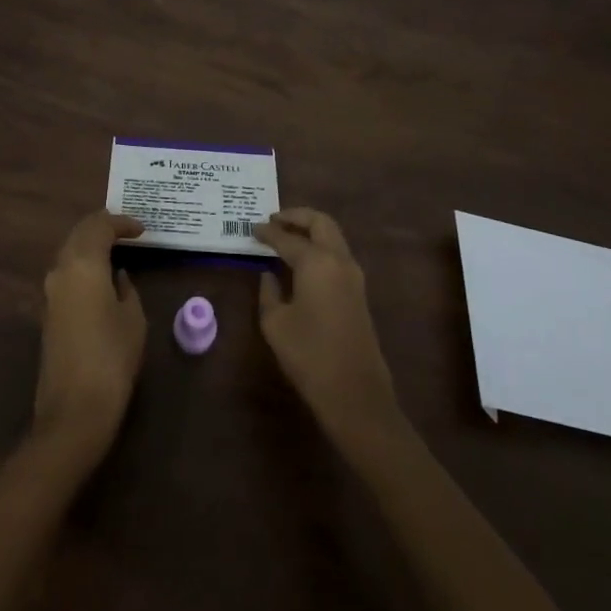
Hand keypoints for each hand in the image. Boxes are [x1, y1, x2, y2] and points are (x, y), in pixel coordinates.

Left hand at [31, 211, 146, 466]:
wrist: (73, 410)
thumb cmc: (112, 358)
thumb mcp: (133, 318)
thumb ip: (126, 288)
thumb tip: (117, 275)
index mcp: (83, 263)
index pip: (100, 225)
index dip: (122, 222)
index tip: (142, 229)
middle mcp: (60, 269)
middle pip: (79, 233)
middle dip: (102, 227)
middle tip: (128, 231)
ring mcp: (50, 291)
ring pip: (69, 251)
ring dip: (90, 245)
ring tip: (117, 249)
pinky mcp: (47, 312)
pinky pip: (66, 272)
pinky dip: (83, 264)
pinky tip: (101, 275)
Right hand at [255, 208, 404, 451]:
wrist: (355, 394)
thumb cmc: (309, 355)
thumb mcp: (275, 323)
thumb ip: (269, 292)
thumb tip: (269, 275)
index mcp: (316, 261)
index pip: (287, 238)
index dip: (267, 232)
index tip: (252, 229)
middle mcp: (338, 260)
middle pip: (320, 222)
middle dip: (296, 216)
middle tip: (273, 220)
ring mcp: (353, 276)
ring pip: (332, 236)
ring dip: (310, 230)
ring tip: (286, 236)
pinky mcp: (359, 292)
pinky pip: (337, 254)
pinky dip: (320, 246)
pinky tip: (302, 260)